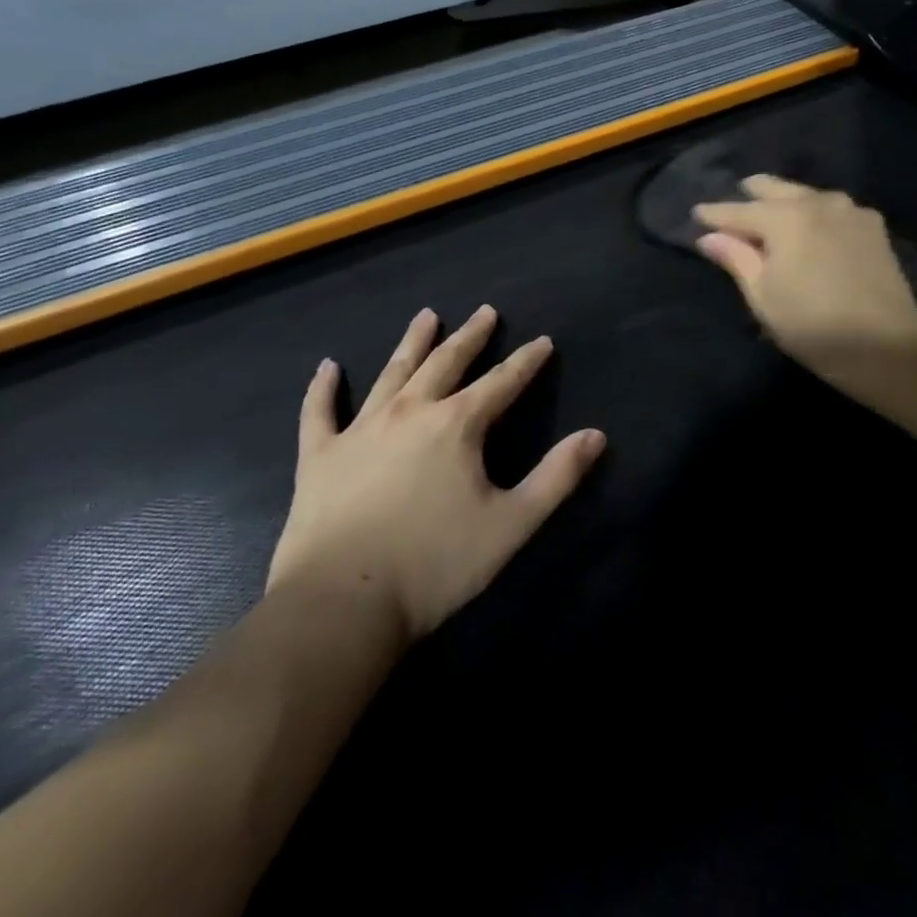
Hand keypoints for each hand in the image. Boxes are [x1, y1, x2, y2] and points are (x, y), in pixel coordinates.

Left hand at [267, 306, 605, 640]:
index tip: (542, 341)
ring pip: (392, 374)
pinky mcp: (320, 456)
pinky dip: (323, 388)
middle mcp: (410, 413)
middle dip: (470, 336)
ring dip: (412, 343)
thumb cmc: (434, 565)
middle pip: (446, 363)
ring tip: (427, 316)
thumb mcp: (511, 524)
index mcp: (457, 425)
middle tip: (485, 312)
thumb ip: (557, 477)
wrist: (341, 605)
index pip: (502, 382)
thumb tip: (596, 435)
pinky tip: (327, 366)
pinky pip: (319, 412)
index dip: (526, 361)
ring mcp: (361, 430)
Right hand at [693, 175, 916, 385]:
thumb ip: (736, 258)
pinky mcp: (872, 226)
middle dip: (752, 194)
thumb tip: (710, 237)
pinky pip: (833, 209)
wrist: (886, 342)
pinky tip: (812, 224)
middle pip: (776, 189)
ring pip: (807, 196)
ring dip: (786, 201)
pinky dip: (815, 213)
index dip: (715, 213)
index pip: (739, 211)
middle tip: (737, 198)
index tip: (697, 212)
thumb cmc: (812, 324)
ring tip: (773, 210)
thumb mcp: (764, 296)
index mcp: (785, 217)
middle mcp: (817, 202)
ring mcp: (849, 210)